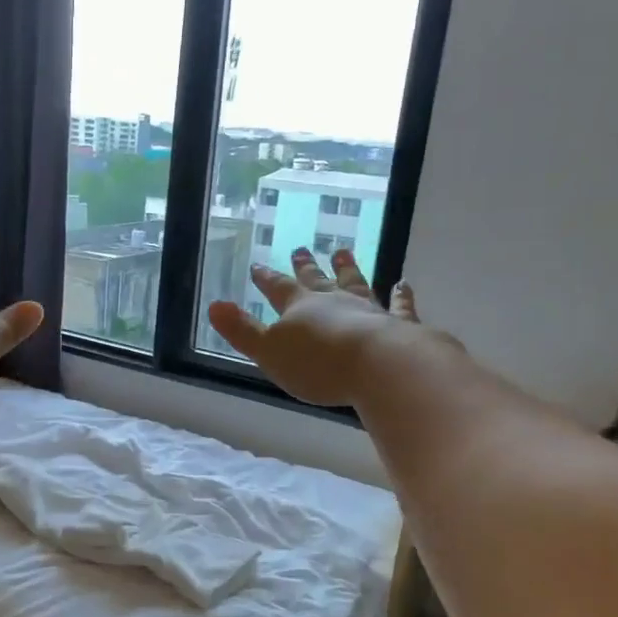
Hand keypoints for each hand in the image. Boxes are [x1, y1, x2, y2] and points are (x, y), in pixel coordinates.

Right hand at [206, 248, 453, 408]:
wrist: (378, 367)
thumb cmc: (318, 364)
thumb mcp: (269, 352)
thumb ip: (242, 330)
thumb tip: (214, 306)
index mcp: (299, 308)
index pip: (278, 289)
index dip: (266, 279)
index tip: (258, 266)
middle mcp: (333, 301)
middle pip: (316, 280)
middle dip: (305, 267)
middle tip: (301, 249)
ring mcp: (368, 309)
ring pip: (355, 283)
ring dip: (347, 269)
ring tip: (343, 252)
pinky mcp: (398, 324)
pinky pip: (399, 305)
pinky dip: (400, 296)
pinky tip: (403, 284)